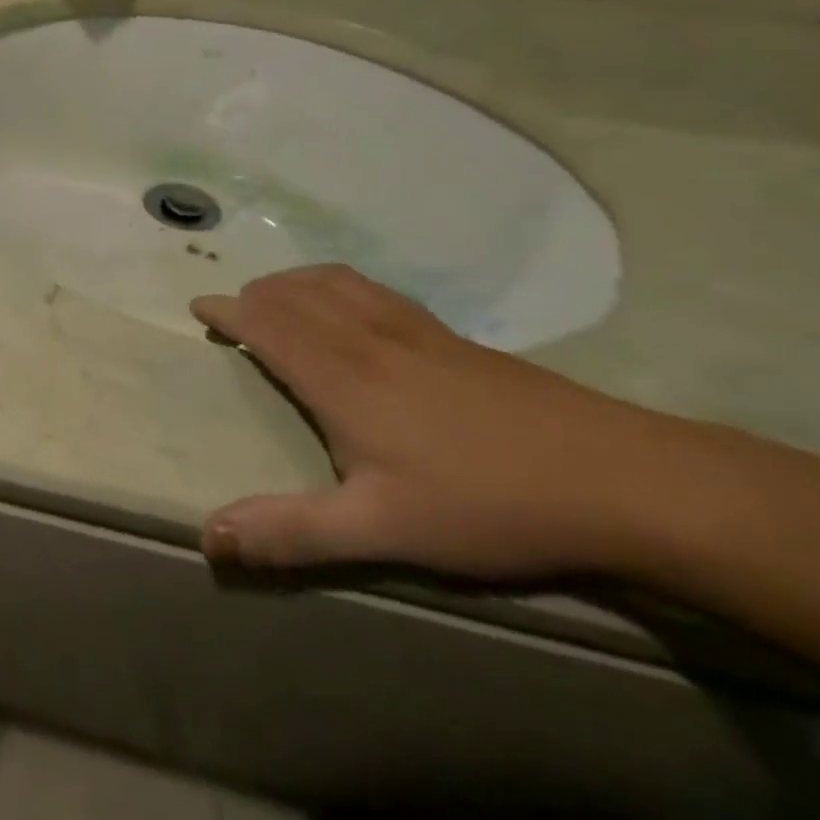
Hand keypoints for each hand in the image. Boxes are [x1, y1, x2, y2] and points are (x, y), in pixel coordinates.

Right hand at [192, 266, 698, 582]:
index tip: (199, 306)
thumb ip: (289, 531)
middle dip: (254, 294)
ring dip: (292, 282)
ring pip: (334, 283)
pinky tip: (351, 305)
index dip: (227, 311)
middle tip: (232, 312)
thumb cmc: (484, 504)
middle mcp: (366, 338)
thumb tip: (207, 537)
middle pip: (294, 294)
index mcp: (340, 376)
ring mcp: (413, 331)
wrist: (620, 480)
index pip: (266, 323)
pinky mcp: (452, 336)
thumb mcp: (379, 530)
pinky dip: (337, 283)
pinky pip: (374, 289)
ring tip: (276, 297)